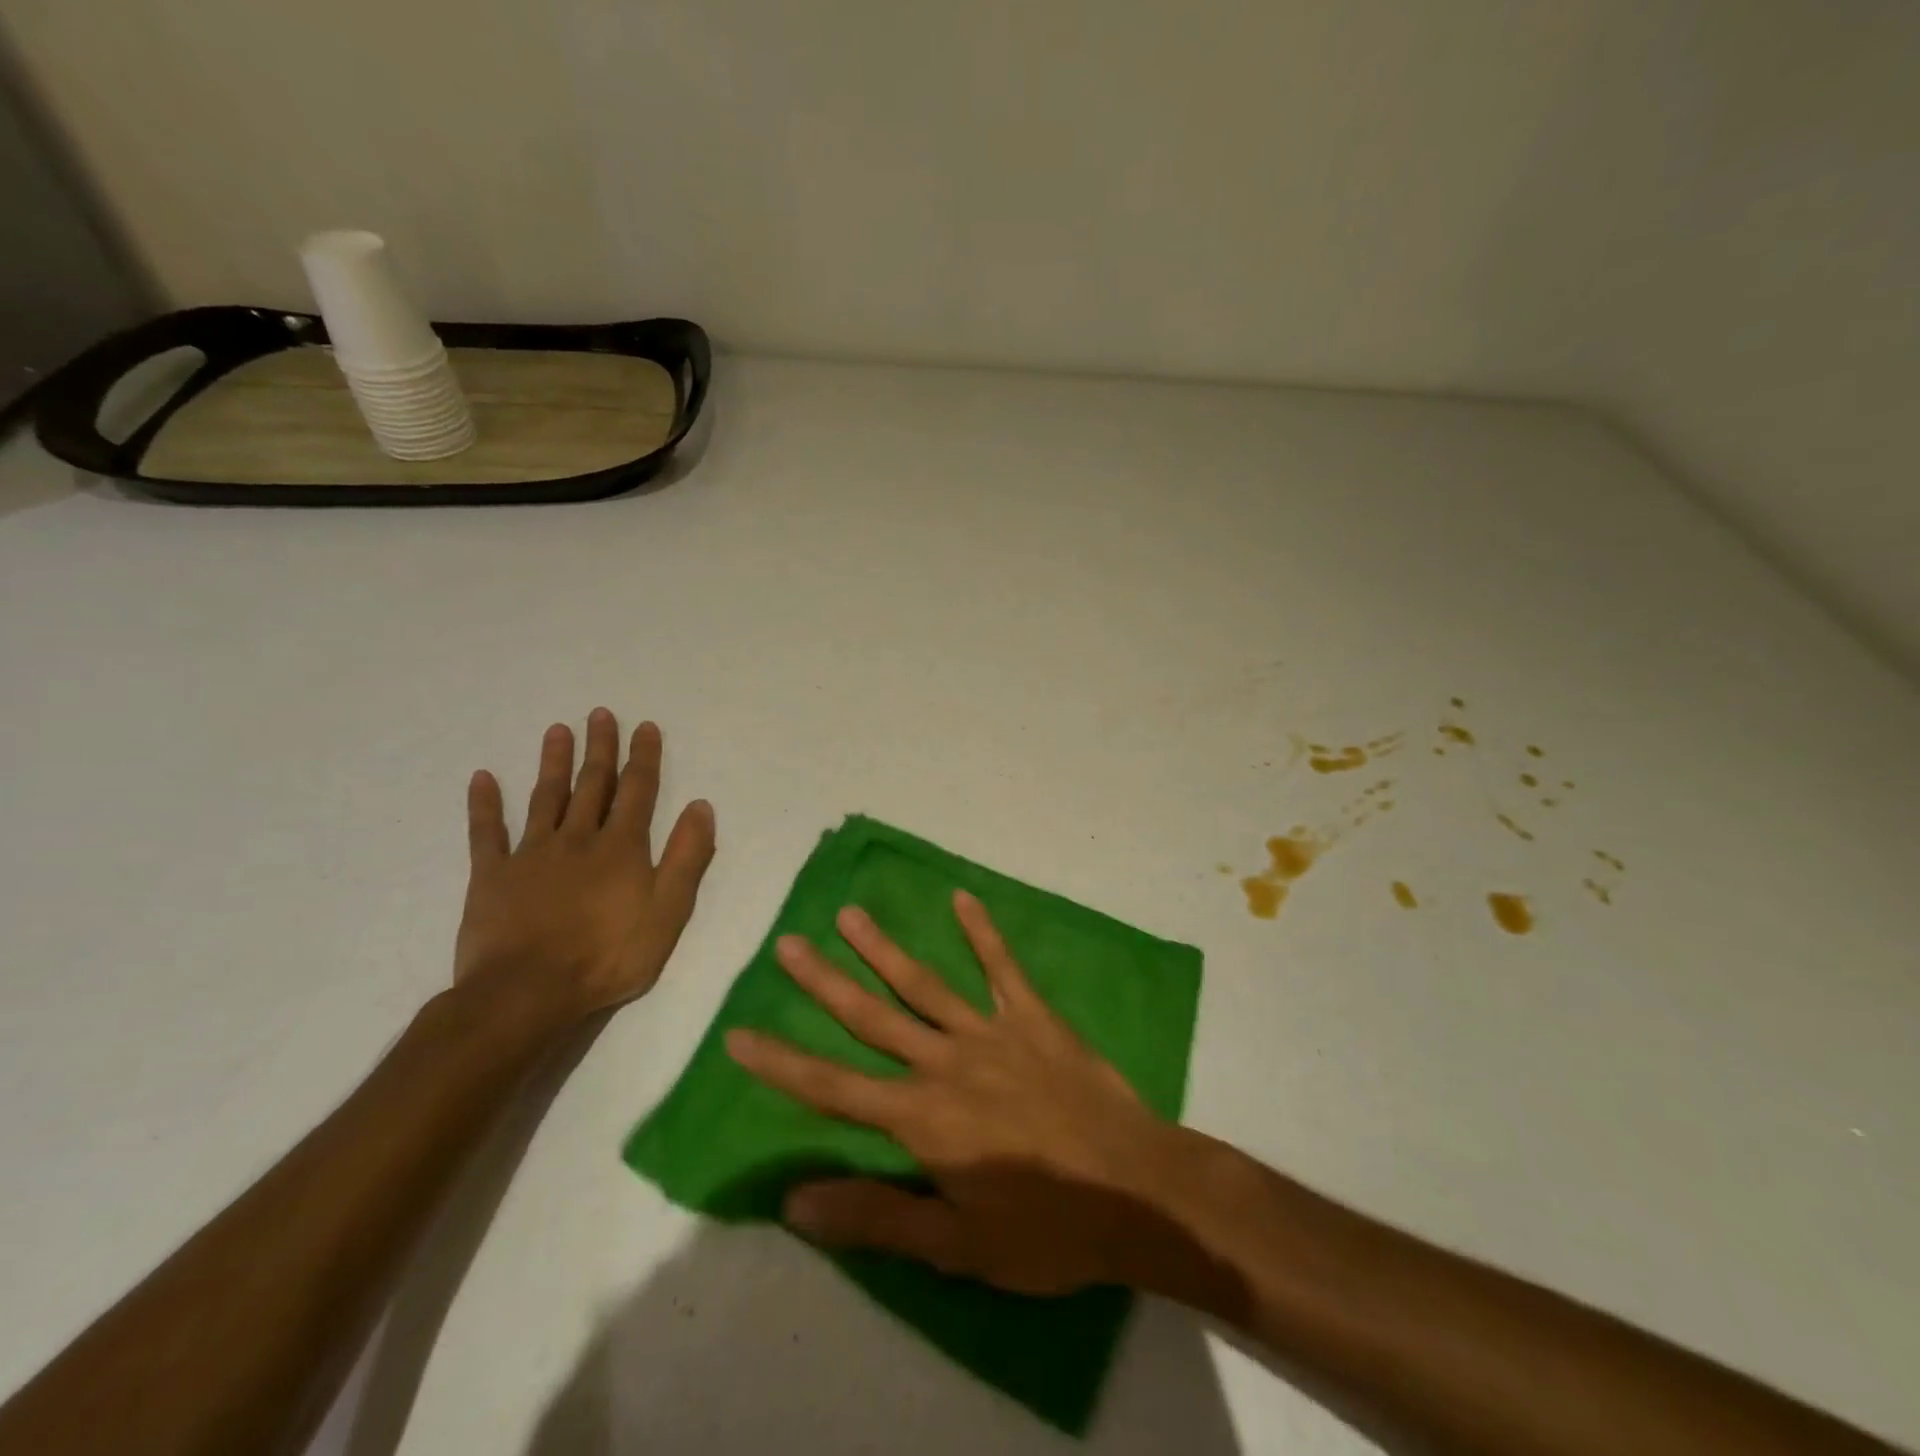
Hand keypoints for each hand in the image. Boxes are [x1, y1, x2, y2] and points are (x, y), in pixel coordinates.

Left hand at [453, 709, 715, 1033]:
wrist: (529, 993)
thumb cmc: (609, 955)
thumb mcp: (669, 911)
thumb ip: (687, 857)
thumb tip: (700, 806)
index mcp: (621, 847)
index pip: (638, 791)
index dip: (643, 757)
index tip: (645, 727)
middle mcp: (578, 839)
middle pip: (592, 785)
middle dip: (600, 749)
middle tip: (601, 714)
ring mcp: (531, 854)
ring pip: (545, 798)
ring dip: (553, 762)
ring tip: (558, 730)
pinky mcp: (491, 876)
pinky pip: (486, 833)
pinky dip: (484, 805)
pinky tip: (482, 778)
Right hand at [725, 892, 1200, 1295]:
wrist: (1136, 1191)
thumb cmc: (1045, 1230)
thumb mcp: (956, 1245)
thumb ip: (876, 1217)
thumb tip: (795, 1201)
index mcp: (922, 1117)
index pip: (833, 1088)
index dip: (782, 1064)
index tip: (738, 1034)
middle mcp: (946, 1062)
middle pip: (871, 1017)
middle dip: (824, 981)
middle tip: (788, 943)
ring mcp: (991, 1032)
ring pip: (925, 984)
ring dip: (884, 949)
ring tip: (850, 913)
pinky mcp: (1033, 1019)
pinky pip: (1003, 968)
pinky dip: (983, 933)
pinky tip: (963, 898)